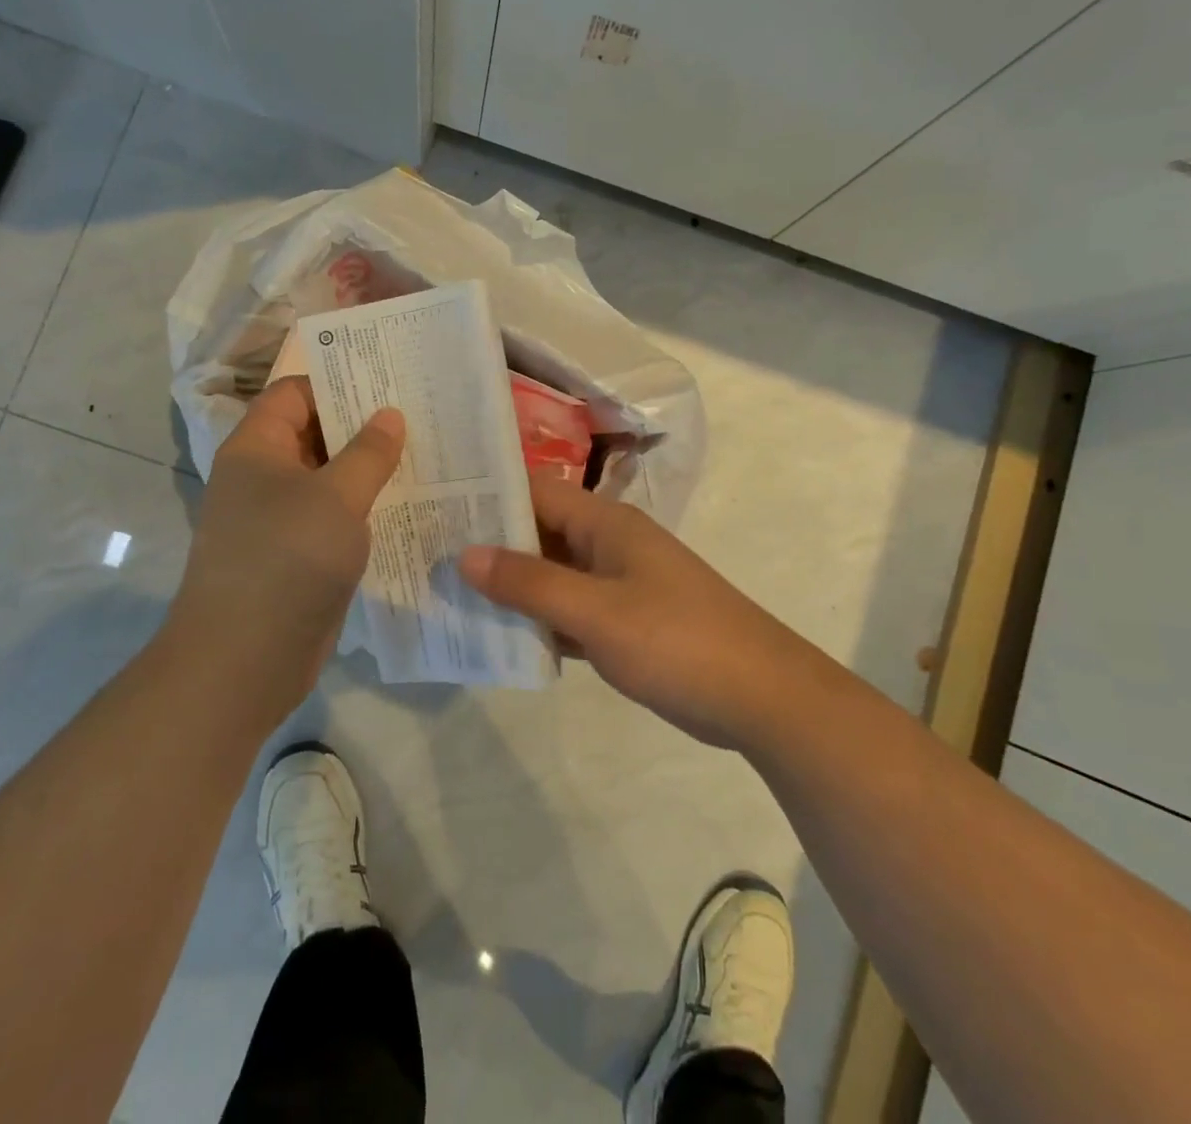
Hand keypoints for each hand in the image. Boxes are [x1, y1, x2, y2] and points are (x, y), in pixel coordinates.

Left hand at [170, 377, 404, 729]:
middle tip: (420, 418)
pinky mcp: (296, 555)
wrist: (243, 661)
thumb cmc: (286, 560)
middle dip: (363, 426)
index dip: (338, 383)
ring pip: (327, 479)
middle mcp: (262, 476)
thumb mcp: (336, 498)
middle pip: (314, 433)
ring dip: (368, 470)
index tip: (390, 384)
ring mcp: (278, 519)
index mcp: (257, 447)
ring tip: (424, 457)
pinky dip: (363, 509)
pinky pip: (332, 518)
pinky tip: (407, 507)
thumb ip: (368, 453)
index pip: (295, 392)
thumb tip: (390, 415)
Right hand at [459, 474, 802, 749]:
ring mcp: (616, 584)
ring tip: (448, 592)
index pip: (534, 492)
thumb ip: (530, 583)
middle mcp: (607, 544)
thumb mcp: (596, 612)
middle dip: (489, 544)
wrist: (762, 698)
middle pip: (538, 533)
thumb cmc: (677, 641)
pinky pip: (567, 610)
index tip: (434, 506)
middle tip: (428, 553)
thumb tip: (464, 554)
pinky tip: (498, 634)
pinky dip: (537, 619)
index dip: (486, 496)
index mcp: (605, 523)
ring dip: (510, 585)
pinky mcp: (623, 622)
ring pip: (550, 574)